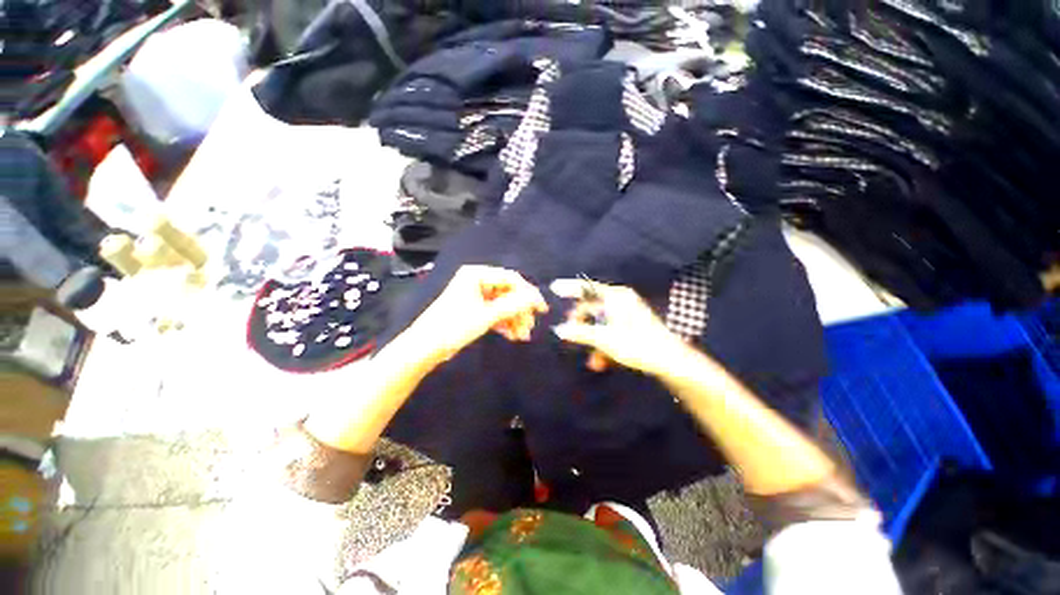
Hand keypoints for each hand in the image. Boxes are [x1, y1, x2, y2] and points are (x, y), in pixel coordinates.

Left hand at [404, 265, 548, 365]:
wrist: (425, 348)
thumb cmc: (454, 327)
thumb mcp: (487, 316)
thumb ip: (514, 305)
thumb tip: (536, 298)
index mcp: (477, 274)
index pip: (511, 279)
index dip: (528, 293)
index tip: (541, 309)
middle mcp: (477, 281)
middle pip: (508, 293)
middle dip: (520, 311)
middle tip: (529, 327)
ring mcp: (476, 296)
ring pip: (503, 304)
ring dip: (514, 319)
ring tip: (522, 336)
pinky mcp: (474, 309)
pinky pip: (495, 312)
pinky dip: (504, 323)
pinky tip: (512, 335)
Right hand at [551, 279, 689, 375]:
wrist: (670, 360)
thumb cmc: (636, 344)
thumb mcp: (604, 339)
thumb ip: (580, 332)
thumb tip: (559, 329)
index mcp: (616, 297)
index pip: (587, 287)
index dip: (569, 287)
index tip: (554, 287)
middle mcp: (621, 300)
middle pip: (592, 307)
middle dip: (581, 324)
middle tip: (570, 335)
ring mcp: (627, 312)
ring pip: (601, 322)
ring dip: (593, 339)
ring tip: (591, 359)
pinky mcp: (631, 325)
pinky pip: (610, 329)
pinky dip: (604, 343)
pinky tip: (601, 361)